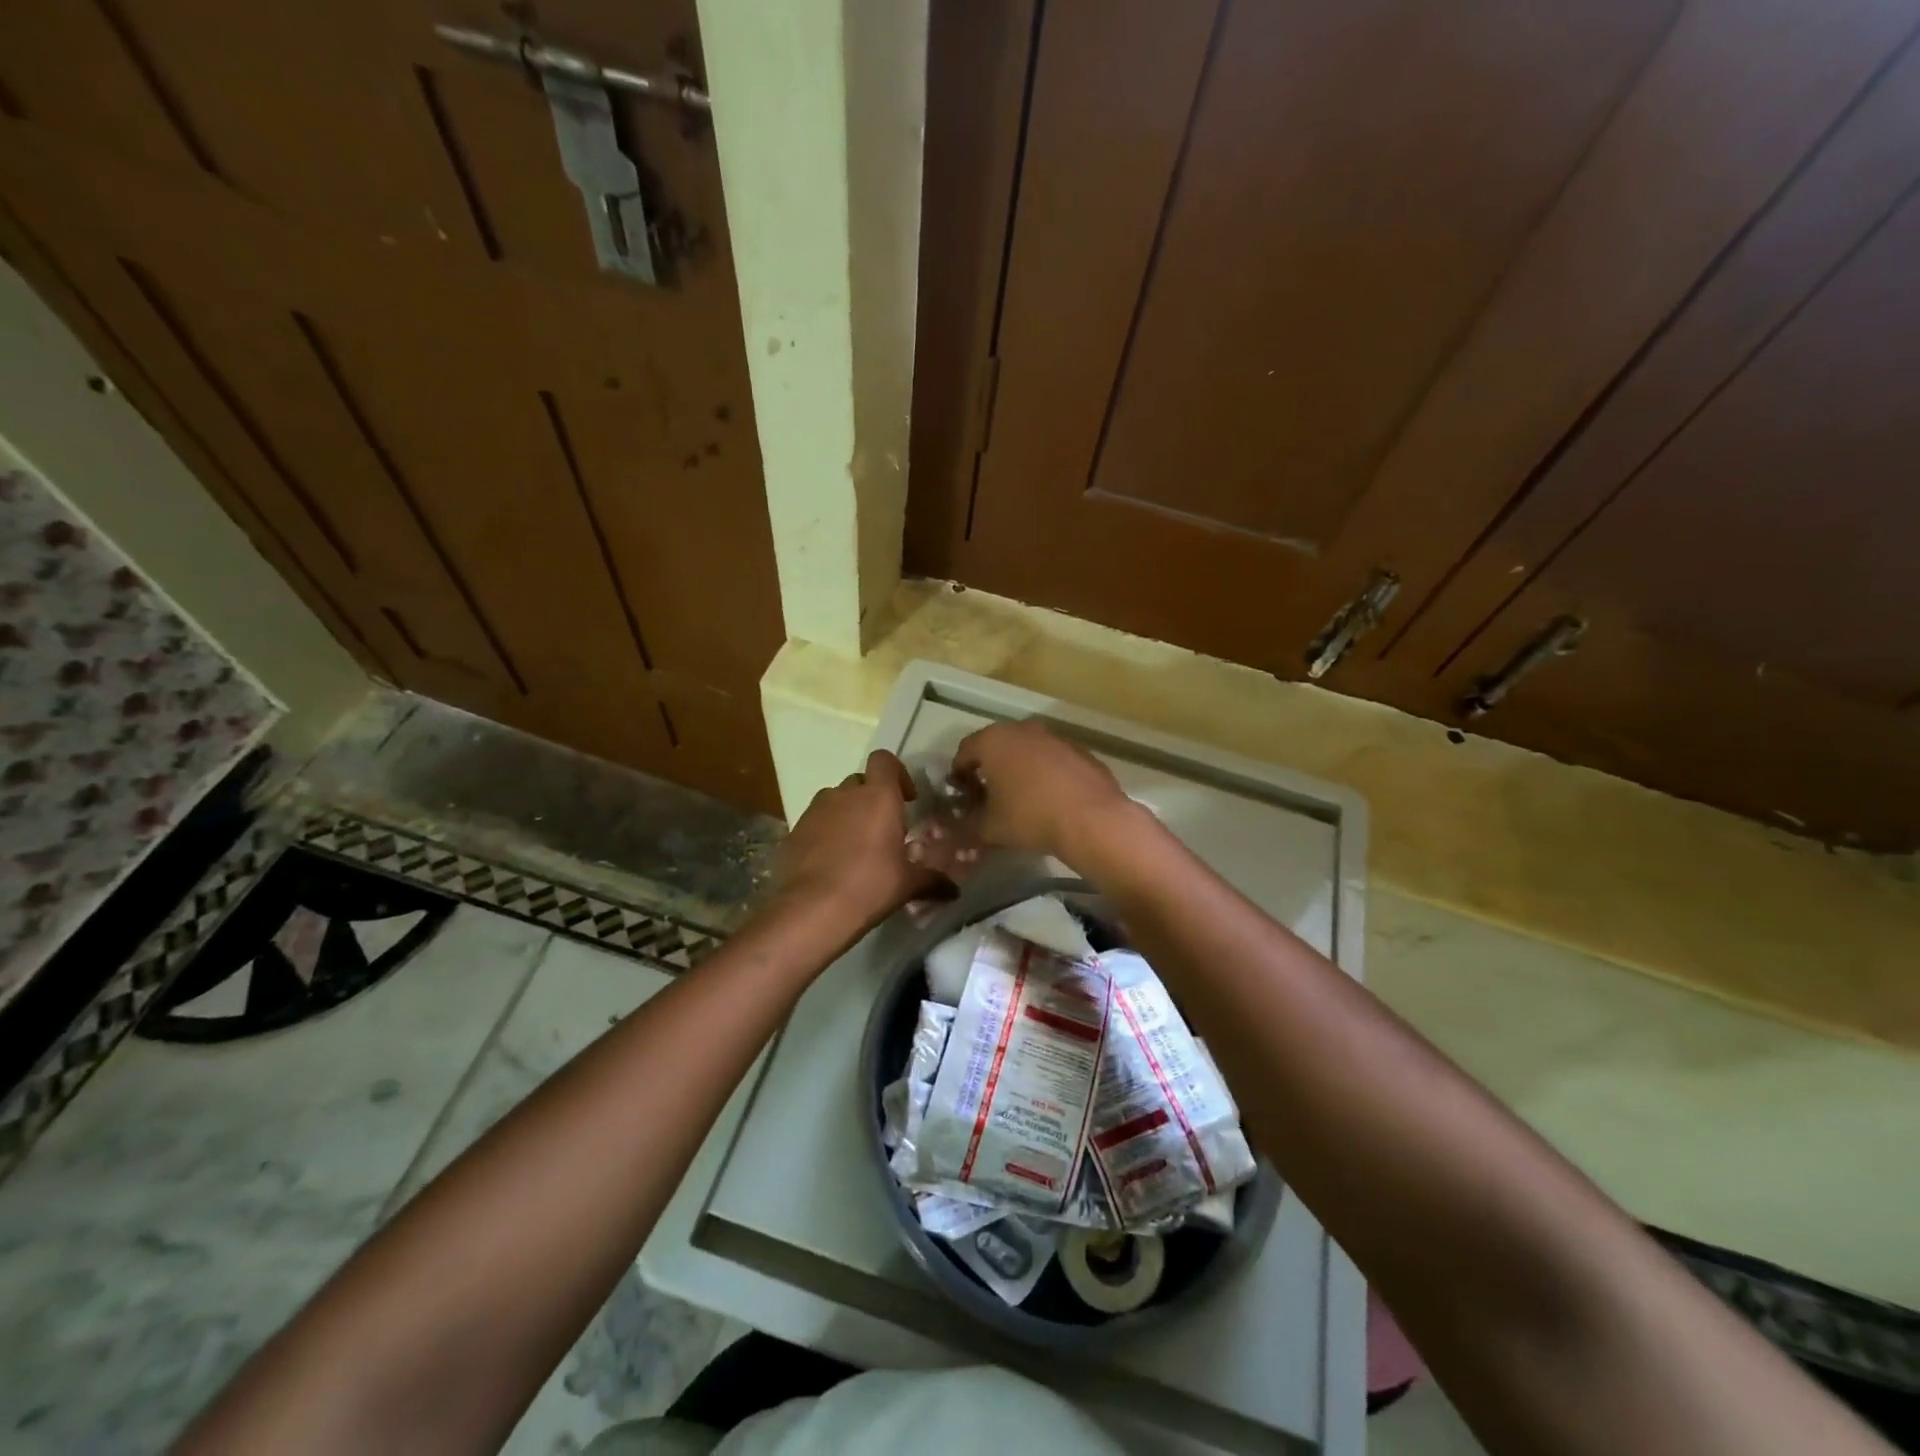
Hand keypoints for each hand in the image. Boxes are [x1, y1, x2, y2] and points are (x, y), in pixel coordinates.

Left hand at [769, 750, 947, 929]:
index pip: (884, 760)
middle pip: (860, 781)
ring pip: (835, 800)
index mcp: (878, 796)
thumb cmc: (870, 887)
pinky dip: (825, 833)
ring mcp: (815, 810)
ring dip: (847, 814)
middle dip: (872, 798)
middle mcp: (845, 794)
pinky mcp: (794, 831)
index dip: (896, 773)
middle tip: (883, 829)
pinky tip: (832, 862)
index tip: (906, 799)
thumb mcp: (908, 885)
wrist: (812, 910)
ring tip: (856, 846)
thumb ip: (933, 880)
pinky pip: (815, 822)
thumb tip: (954, 890)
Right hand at [951, 720, 1134, 865]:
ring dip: (1019, 769)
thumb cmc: (1030, 817)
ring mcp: (1055, 737)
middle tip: (988, 797)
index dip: (959, 774)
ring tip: (1020, 799)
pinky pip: (1053, 760)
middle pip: (997, 746)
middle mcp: (1023, 729)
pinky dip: (1046, 774)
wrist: (1091, 819)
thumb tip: (958, 829)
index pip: (965, 751)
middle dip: (989, 769)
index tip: (961, 796)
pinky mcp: (1081, 751)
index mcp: (994, 741)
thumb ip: (966, 826)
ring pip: (1027, 750)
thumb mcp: (988, 828)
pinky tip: (1050, 800)